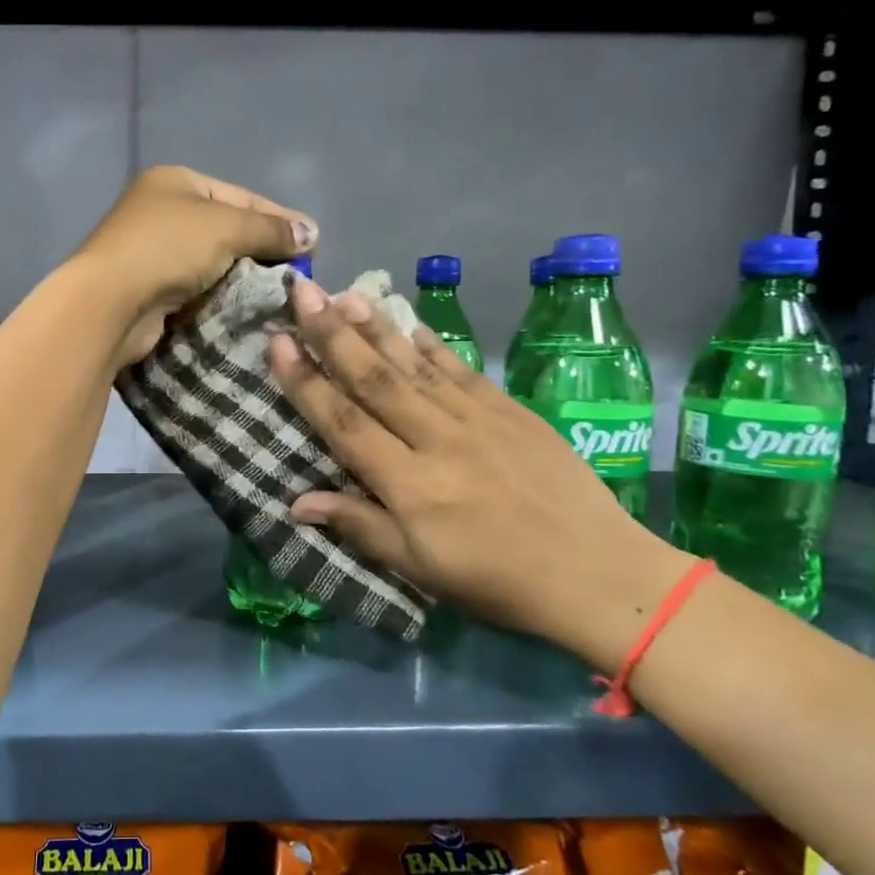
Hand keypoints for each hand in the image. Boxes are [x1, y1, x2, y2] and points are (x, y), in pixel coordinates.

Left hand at [74, 165, 316, 364]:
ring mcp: (151, 252)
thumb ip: (271, 229)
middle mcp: (161, 211)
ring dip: (241, 279)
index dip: (278, 218)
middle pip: (226, 229)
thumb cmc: (168, 249)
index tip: (312, 243)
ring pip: (212, 263)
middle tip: (296, 276)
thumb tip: (312, 232)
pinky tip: (244, 310)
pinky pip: (196, 290)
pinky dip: (219, 298)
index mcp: (176, 182)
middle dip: (261, 252)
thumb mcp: (227, 227)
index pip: (241, 195)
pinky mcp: (149, 290)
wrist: (110, 303)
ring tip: (276, 297)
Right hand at [268, 278, 695, 669]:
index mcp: (410, 484)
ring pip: (416, 366)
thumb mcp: (419, 567)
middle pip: (376, 380)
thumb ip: (359, 526)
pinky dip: (433, 346)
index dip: (306, 382)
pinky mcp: (512, 412)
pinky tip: (411, 323)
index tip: (277, 343)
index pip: (345, 423)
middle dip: (333, 335)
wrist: (597, 574)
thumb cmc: (495, 581)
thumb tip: (297, 502)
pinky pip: (462, 371)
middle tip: (303, 293)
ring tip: (346, 294)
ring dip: (377, 328)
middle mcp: (439, 440)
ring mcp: (479, 420)